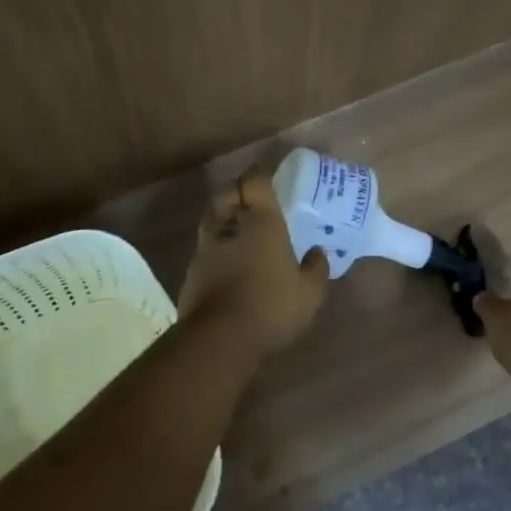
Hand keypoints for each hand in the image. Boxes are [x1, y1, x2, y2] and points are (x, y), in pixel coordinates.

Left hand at [178, 165, 329, 352]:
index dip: (260, 173)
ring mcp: (207, 246)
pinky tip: (227, 255)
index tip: (267, 173)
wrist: (219, 337)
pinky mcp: (192, 268)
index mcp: (261, 221)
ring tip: (238, 223)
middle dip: (238, 189)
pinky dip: (216, 242)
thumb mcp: (309, 293)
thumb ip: (316, 268)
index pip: (255, 181)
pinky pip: (205, 244)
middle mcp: (230, 225)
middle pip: (228, 193)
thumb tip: (318, 252)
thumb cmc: (271, 306)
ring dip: (224, 214)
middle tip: (252, 196)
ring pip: (212, 216)